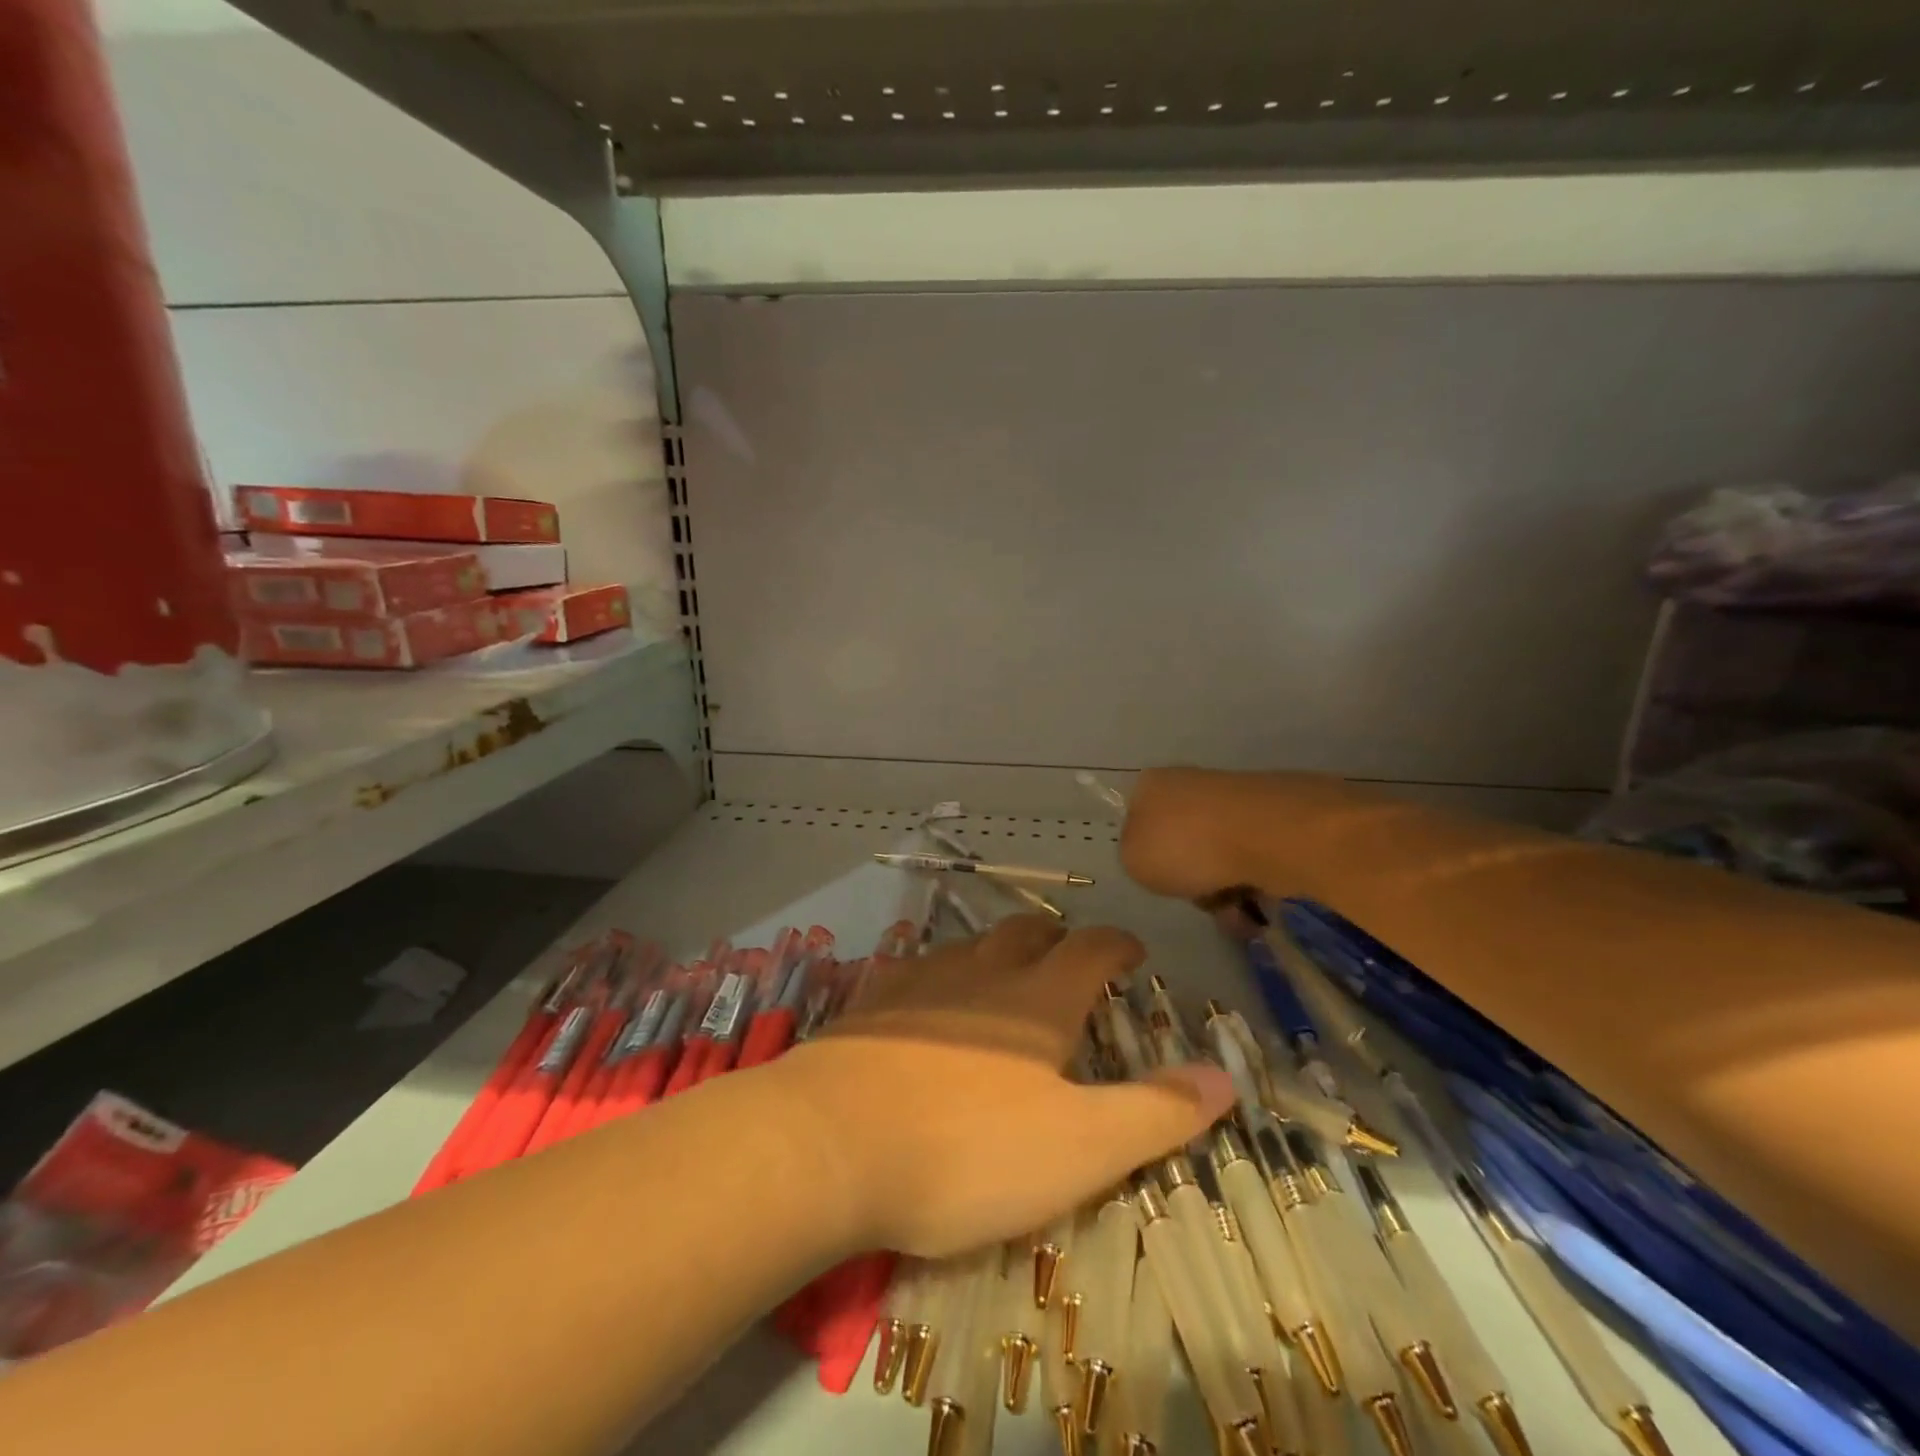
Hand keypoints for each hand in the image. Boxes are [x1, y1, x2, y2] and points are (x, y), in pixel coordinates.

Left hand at [772, 916, 1232, 1257]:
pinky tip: (929, 996)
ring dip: (999, 951)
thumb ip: (1156, 1111)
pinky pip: (917, 966)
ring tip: (1007, 975)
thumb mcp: (1080, 1147)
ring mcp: (920, 980)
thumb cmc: (968, 1150)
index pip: (1092, 948)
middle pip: (1029, 933)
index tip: (1133, 953)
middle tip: (1070, 960)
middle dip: (1058, 939)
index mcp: (1038, 999)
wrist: (830, 1145)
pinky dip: (941, 973)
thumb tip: (1226, 1077)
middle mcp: (982, 971)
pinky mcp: (871, 1000)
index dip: (1119, 944)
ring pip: (972, 944)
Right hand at [1121, 767, 1369, 924]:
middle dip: (1192, 878)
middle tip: (1200, 899)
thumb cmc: (1185, 845)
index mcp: (1151, 785)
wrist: (1266, 835)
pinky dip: (1254, 883)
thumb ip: (1136, 858)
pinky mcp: (1274, 818)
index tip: (1161, 880)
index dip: (1149, 858)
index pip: (1139, 822)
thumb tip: (1157, 858)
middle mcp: (1191, 783)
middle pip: (1183, 844)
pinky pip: (1254, 859)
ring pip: (1219, 855)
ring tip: (1235, 911)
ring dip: (1224, 888)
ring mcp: (1235, 799)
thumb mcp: (1133, 861)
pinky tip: (1259, 902)